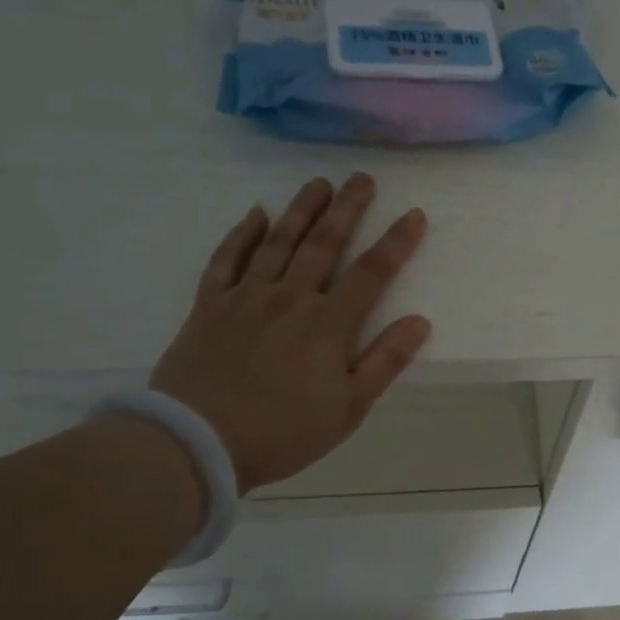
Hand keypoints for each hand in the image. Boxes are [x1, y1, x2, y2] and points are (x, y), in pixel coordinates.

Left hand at [150, 173, 431, 492]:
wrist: (199, 441)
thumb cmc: (284, 431)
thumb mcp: (348, 408)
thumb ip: (385, 361)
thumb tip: (420, 322)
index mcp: (328, 324)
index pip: (371, 273)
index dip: (396, 242)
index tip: (414, 214)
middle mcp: (290, 298)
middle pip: (324, 244)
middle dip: (347, 209)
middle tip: (362, 178)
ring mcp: (246, 297)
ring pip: (278, 242)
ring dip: (302, 209)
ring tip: (319, 183)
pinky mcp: (209, 305)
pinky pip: (226, 259)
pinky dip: (242, 234)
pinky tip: (256, 214)